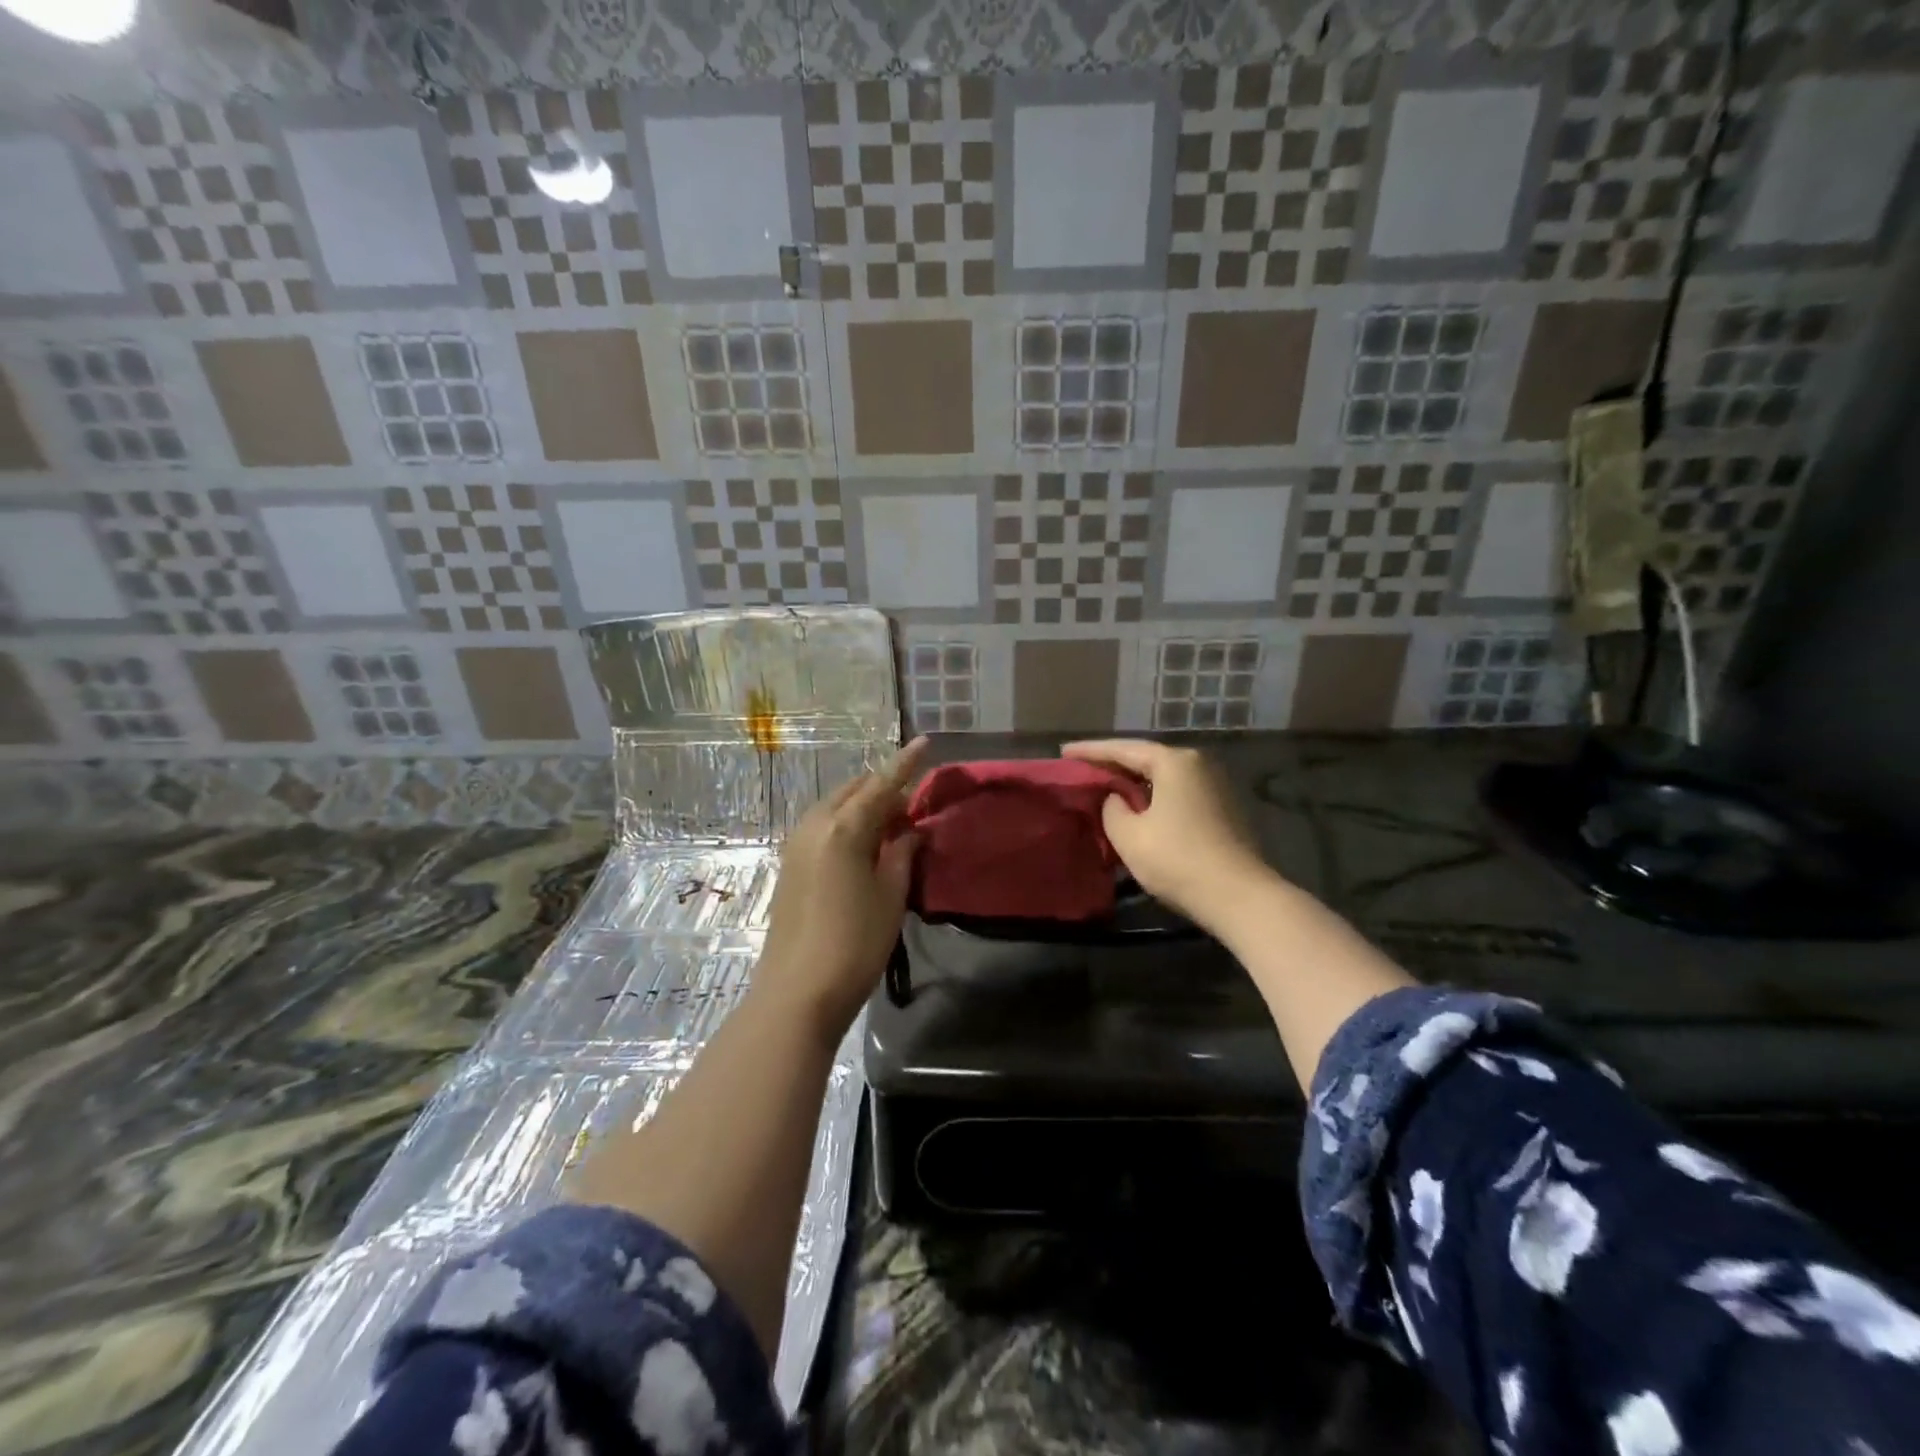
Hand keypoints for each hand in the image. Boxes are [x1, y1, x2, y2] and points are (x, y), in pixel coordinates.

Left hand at [756, 736, 927, 1039]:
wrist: (797, 992)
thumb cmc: (855, 943)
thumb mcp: (890, 896)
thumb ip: (901, 854)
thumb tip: (909, 831)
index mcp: (844, 827)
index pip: (881, 784)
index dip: (905, 764)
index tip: (924, 742)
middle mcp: (815, 825)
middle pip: (854, 791)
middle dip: (883, 787)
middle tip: (913, 800)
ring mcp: (796, 844)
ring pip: (836, 807)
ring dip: (864, 806)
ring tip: (893, 822)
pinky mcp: (789, 864)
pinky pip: (823, 826)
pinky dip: (847, 823)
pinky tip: (864, 843)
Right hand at [1061, 738, 1272, 930]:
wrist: (1240, 898)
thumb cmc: (1178, 860)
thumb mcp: (1129, 835)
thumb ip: (1112, 809)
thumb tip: (1117, 799)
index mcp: (1174, 762)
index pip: (1123, 749)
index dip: (1090, 751)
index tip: (1063, 752)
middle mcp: (1198, 764)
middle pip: (1146, 759)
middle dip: (1113, 765)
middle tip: (1081, 769)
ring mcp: (1215, 786)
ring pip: (1163, 777)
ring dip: (1134, 782)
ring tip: (1104, 787)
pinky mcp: (1223, 809)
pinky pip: (1177, 792)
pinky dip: (1153, 796)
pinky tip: (1137, 807)